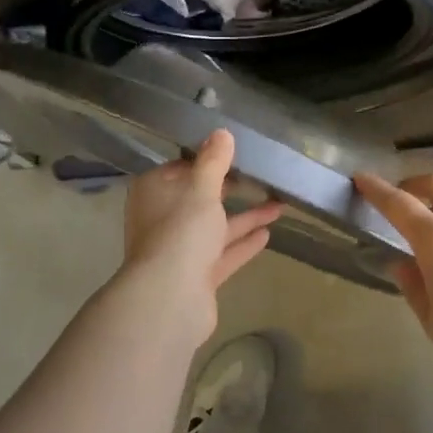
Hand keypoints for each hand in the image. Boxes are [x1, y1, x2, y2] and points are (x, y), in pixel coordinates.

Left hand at [122, 130, 284, 329]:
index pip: (180, 168)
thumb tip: (222, 132)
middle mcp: (163, 219)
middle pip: (199, 199)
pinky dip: (242, 243)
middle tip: (259, 177)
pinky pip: (222, 253)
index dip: (206, 160)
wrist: (170, 299)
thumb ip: (214, 162)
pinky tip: (268, 233)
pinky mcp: (196, 276)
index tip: (234, 153)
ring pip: (215, 227)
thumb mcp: (201, 188)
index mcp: (154, 193)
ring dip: (244, 217)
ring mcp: (178, 251)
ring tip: (279, 205)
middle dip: (229, 190)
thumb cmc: (181, 232)